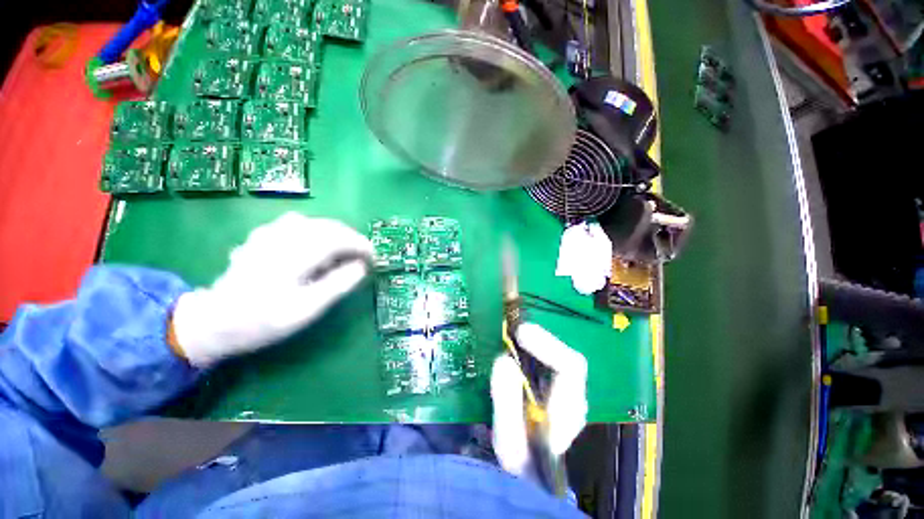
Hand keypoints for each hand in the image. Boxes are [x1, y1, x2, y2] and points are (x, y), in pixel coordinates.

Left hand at [171, 213, 372, 366]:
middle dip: (351, 238)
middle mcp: (283, 237)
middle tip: (363, 256)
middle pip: (328, 226)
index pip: (339, 239)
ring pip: (314, 222)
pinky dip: (316, 231)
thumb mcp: (306, 310)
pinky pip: (297, 224)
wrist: (213, 321)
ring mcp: (270, 233)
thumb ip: (337, 285)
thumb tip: (362, 267)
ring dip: (335, 233)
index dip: (361, 246)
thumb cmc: (262, 320)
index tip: (374, 259)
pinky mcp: (263, 236)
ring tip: (344, 251)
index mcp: (295, 254)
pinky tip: (315, 245)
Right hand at [491, 323, 587, 477]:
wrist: (531, 475)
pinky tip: (515, 348)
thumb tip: (504, 360)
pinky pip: (546, 359)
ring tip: (511, 337)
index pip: (570, 366)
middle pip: (564, 355)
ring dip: (534, 342)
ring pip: (556, 354)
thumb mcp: (508, 440)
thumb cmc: (522, 462)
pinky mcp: (553, 386)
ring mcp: (565, 390)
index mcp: (568, 410)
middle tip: (512, 331)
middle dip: (539, 339)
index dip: (546, 345)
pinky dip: (530, 349)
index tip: (520, 334)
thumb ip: (507, 402)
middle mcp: (573, 395)